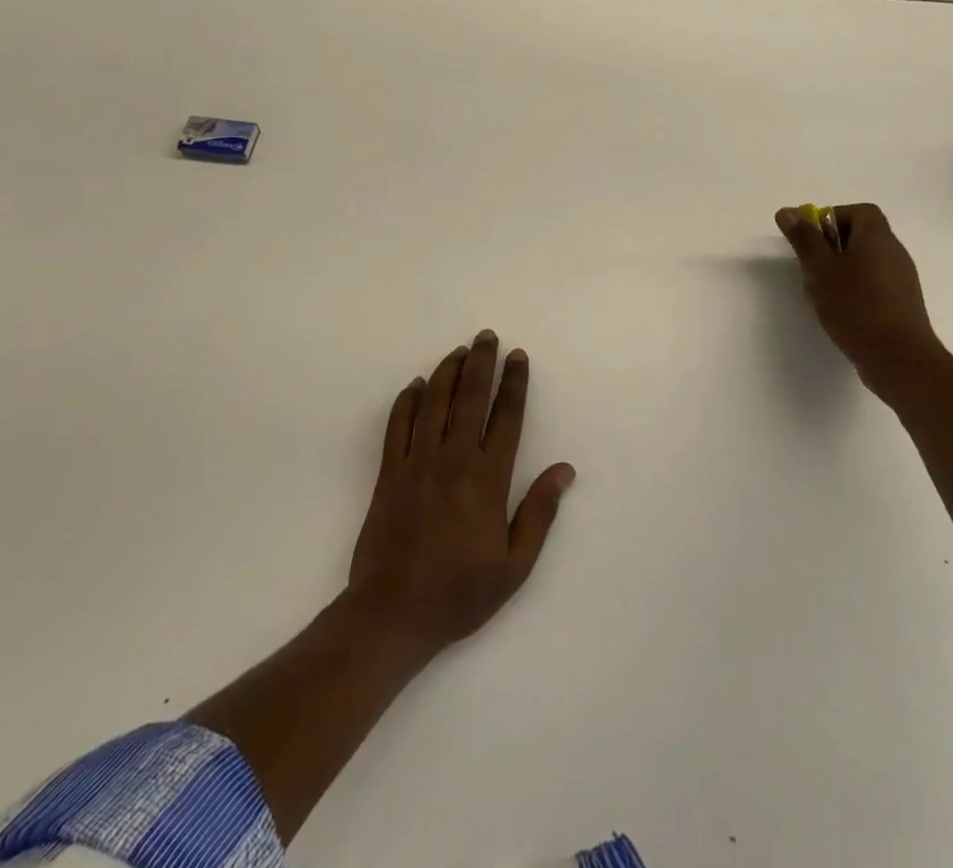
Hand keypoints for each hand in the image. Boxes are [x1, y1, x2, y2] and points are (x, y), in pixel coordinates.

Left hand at [346, 330, 575, 662]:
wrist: (392, 615)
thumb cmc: (460, 593)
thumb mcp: (514, 566)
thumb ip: (539, 513)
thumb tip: (564, 469)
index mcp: (487, 479)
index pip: (506, 417)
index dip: (514, 383)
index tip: (518, 356)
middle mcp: (453, 460)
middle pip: (469, 397)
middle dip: (481, 363)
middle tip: (486, 336)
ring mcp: (416, 463)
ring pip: (433, 403)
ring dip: (447, 372)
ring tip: (459, 351)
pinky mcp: (388, 473)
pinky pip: (397, 426)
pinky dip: (407, 401)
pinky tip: (416, 385)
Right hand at [775, 203, 941, 372]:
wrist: (899, 358)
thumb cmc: (856, 307)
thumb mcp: (821, 269)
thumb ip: (804, 239)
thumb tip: (788, 211)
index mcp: (878, 237)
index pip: (859, 211)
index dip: (833, 219)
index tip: (813, 241)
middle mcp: (894, 252)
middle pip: (860, 236)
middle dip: (831, 249)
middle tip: (811, 269)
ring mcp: (901, 279)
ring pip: (864, 263)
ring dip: (840, 272)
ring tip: (821, 295)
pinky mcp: (902, 304)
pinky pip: (874, 285)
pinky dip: (854, 290)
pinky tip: (839, 313)